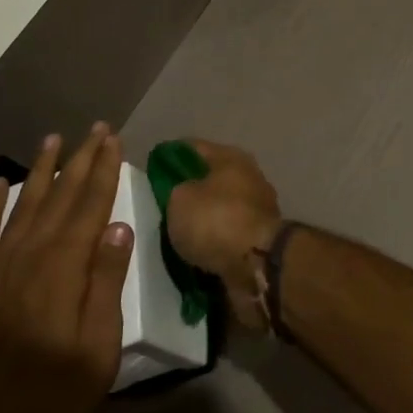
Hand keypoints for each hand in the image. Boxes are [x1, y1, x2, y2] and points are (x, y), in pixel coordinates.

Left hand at [0, 125, 132, 412]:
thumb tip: (118, 226)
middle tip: (94, 129)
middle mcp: (27, 259)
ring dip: (40, 172)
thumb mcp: (100, 345)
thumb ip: (106, 283)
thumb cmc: (59, 391)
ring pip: (22, 208)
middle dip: (79, 161)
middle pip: (58, 199)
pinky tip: (1, 184)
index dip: (102, 171)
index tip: (113, 140)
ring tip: (53, 141)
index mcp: (62, 271)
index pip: (88, 208)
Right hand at [166, 139, 282, 330]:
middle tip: (162, 205)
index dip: (170, 155)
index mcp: (231, 158)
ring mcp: (258, 209)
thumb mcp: (179, 199)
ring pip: (220, 209)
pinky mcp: (260, 238)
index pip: (193, 148)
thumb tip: (185, 193)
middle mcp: (249, 177)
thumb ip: (176, 190)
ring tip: (176, 233)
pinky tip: (195, 252)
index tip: (152, 168)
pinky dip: (214, 242)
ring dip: (203, 220)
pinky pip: (228, 236)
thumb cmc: (215, 220)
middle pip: (211, 179)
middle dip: (189, 190)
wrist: (256, 264)